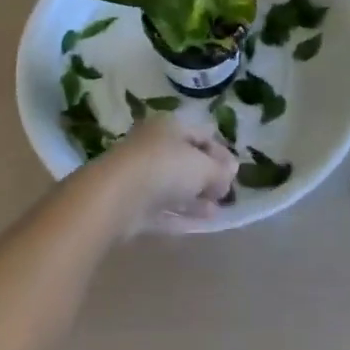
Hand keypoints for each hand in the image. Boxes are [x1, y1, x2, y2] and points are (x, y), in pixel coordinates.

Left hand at [103, 115, 239, 233]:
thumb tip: (231, 172)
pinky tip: (201, 223)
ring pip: (174, 186)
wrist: (115, 197)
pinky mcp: (132, 206)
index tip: (235, 171)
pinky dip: (182, 214)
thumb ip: (220, 171)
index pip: (200, 134)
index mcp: (169, 126)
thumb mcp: (203, 167)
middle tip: (225, 192)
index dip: (220, 152)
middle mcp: (153, 146)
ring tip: (217, 211)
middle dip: (206, 175)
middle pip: (185, 160)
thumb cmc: (164, 167)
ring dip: (195, 198)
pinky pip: (163, 208)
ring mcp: (140, 176)